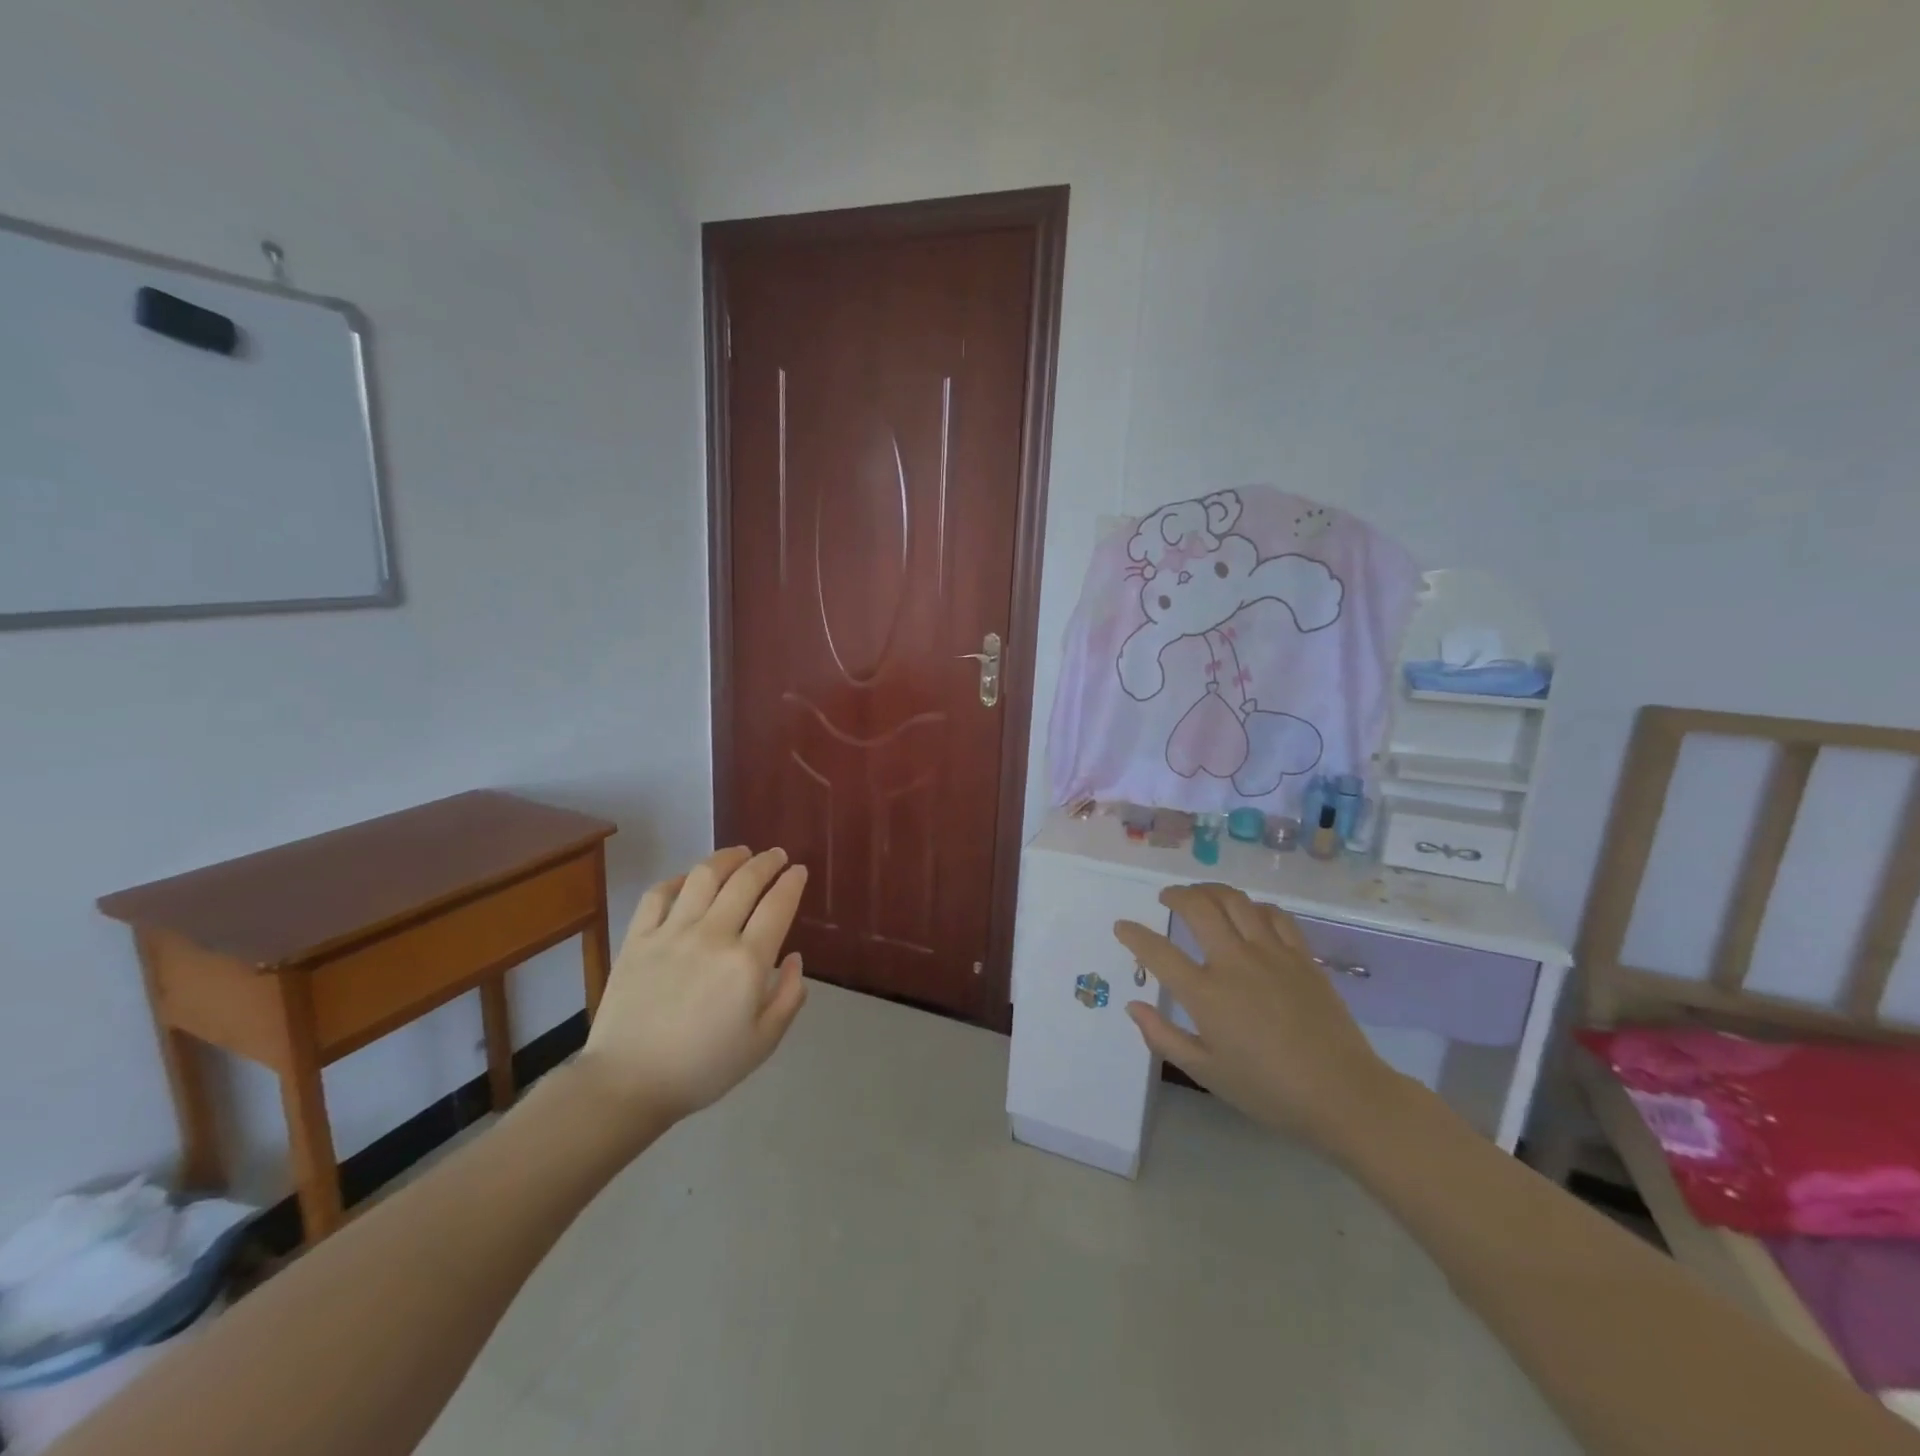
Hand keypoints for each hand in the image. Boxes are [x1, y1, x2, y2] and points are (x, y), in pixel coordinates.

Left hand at [578, 846, 808, 1124]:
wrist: (628, 1083)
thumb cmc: (703, 1068)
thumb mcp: (762, 1043)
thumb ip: (788, 997)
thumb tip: (793, 957)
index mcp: (747, 962)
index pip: (777, 905)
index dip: (792, 882)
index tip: (799, 871)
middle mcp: (712, 936)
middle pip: (744, 881)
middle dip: (766, 862)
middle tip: (777, 856)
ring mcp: (671, 933)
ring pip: (703, 877)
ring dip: (727, 858)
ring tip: (740, 854)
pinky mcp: (637, 938)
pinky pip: (658, 894)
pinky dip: (678, 879)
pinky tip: (689, 879)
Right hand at [1117, 884, 1407, 1153]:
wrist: (1344, 1096)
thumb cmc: (1269, 1091)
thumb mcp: (1207, 1072)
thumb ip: (1163, 1037)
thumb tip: (1133, 1006)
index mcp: (1206, 994)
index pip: (1157, 952)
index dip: (1134, 935)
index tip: (1122, 926)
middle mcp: (1234, 963)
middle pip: (1198, 908)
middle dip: (1175, 895)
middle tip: (1166, 898)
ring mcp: (1271, 954)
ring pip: (1235, 901)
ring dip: (1210, 890)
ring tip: (1201, 894)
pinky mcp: (1301, 956)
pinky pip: (1274, 915)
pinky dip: (1254, 907)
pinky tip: (1249, 913)